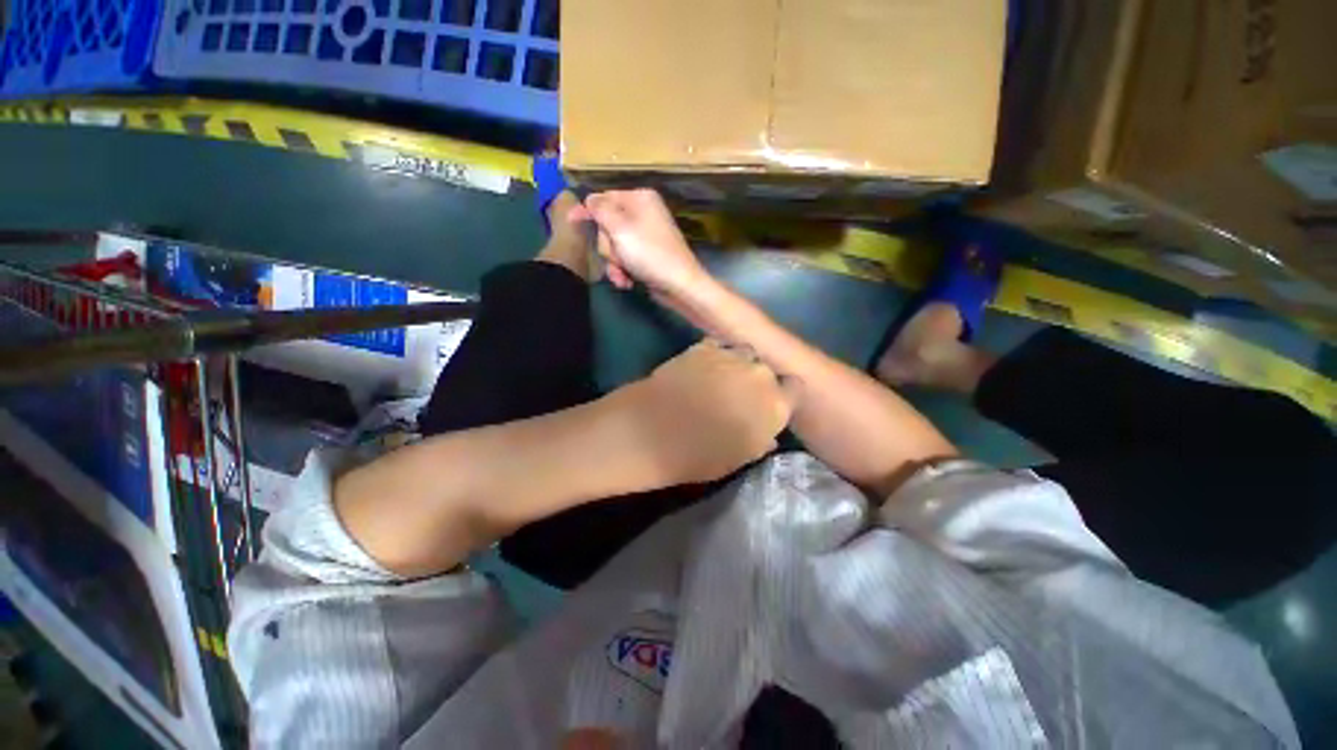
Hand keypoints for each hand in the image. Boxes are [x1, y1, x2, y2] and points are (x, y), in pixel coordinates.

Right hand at [569, 189, 708, 297]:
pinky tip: (627, 282)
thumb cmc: (649, 254)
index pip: (604, 199)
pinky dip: (623, 271)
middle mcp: (643, 214)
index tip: (570, 221)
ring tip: (623, 275)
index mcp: (639, 199)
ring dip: (614, 263)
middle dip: (608, 247)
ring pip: (614, 246)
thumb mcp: (620, 228)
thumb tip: (589, 199)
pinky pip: (624, 259)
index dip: (587, 210)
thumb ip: (600, 210)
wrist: (679, 285)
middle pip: (607, 226)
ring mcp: (645, 237)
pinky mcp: (646, 256)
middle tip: (618, 257)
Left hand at [625, 340, 793, 484]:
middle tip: (740, 395)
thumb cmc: (699, 455)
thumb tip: (767, 435)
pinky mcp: (705, 346)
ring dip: (738, 365)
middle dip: (758, 381)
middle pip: (768, 371)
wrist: (655, 431)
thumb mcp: (738, 459)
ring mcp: (732, 356)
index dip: (782, 397)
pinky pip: (719, 346)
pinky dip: (715, 355)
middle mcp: (761, 374)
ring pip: (745, 354)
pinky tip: (701, 368)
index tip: (769, 405)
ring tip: (720, 378)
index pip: (795, 390)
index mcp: (777, 405)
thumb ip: (759, 442)